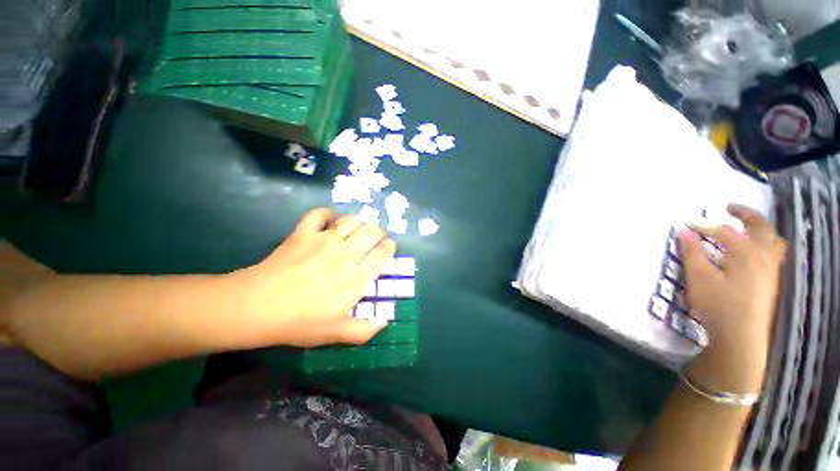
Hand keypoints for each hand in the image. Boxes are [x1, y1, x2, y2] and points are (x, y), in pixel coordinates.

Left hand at [226, 208, 395, 348]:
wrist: (257, 307)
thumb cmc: (299, 322)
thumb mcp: (335, 334)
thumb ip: (363, 330)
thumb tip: (384, 321)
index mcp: (356, 276)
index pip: (382, 253)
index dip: (389, 247)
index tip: (389, 247)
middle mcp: (346, 254)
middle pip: (372, 232)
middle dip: (379, 232)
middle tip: (376, 238)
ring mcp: (324, 240)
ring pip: (351, 221)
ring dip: (359, 222)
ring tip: (357, 230)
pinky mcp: (303, 233)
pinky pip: (319, 214)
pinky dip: (326, 214)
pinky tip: (328, 221)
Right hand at [679, 204, 786, 393]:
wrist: (740, 337)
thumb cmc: (718, 305)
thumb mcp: (699, 278)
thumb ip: (692, 252)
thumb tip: (684, 232)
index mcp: (746, 253)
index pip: (724, 231)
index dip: (704, 226)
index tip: (687, 226)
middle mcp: (763, 257)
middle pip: (761, 228)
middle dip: (746, 214)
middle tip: (729, 208)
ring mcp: (771, 270)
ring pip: (773, 241)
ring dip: (761, 229)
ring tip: (747, 227)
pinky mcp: (771, 283)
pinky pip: (774, 255)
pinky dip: (765, 245)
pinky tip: (754, 252)